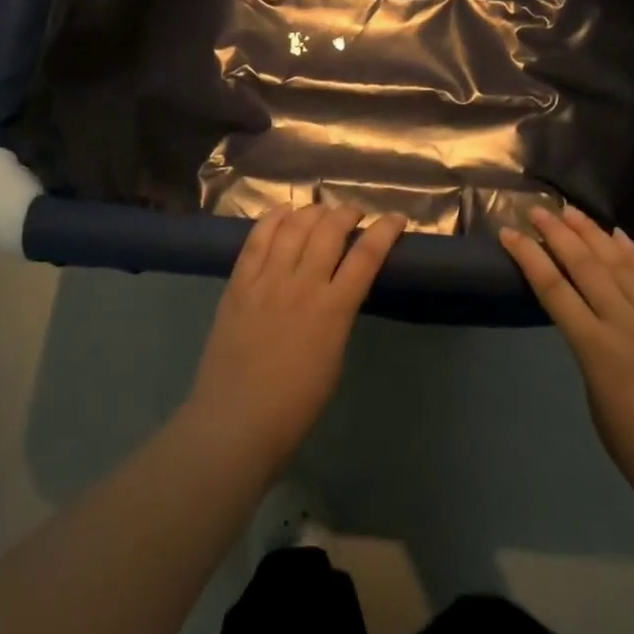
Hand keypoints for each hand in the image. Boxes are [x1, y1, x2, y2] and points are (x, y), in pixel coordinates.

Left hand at [185, 205, 402, 475]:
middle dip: (347, 213)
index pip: (366, 256)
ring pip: (294, 227)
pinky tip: (284, 211)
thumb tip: (338, 290)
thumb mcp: (333, 357)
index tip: (396, 218)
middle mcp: (302, 286)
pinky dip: (273, 218)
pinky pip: (257, 239)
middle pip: (329, 231)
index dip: (385, 230)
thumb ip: (337, 315)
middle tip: (354, 214)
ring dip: (313, 212)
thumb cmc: (295, 405)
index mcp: (333, 311)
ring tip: (322, 211)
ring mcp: (267, 281)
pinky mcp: (238, 283)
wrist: (236, 422)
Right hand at [499, 207, 633, 516]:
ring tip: (572, 211)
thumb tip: (589, 327)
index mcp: (597, 349)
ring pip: (620, 263)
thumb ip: (590, 354)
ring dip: (593, 234)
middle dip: (558, 234)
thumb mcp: (596, 401)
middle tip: (537, 210)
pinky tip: (621, 237)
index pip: (554, 290)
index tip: (509, 234)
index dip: (529, 258)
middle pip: (586, 266)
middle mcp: (626, 323)